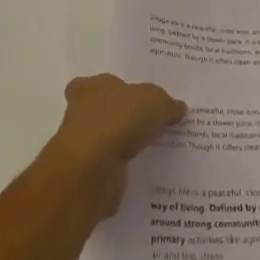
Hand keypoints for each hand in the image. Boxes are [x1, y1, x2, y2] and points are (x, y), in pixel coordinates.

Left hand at [41, 74, 186, 219]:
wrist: (92, 170)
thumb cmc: (119, 121)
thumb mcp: (155, 102)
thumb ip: (167, 104)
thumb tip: (178, 108)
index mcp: (91, 87)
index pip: (101, 84)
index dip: (119, 90)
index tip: (139, 100)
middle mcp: (81, 113)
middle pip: (104, 112)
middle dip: (124, 118)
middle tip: (152, 124)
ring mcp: (82, 146)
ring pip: (108, 141)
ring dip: (125, 145)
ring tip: (156, 149)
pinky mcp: (88, 174)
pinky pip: (112, 167)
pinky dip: (126, 169)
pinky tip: (148, 171)